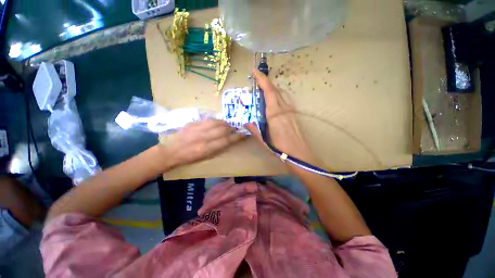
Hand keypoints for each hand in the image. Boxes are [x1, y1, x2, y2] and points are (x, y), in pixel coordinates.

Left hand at [162, 119, 243, 167]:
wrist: (172, 152)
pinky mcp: (192, 123)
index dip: (236, 137)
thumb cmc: (190, 158)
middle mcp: (203, 138)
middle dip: (232, 128)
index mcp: (207, 149)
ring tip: (227, 124)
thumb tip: (229, 140)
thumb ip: (218, 148)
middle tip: (235, 128)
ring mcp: (197, 129)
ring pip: (216, 122)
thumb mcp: (206, 157)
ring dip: (224, 123)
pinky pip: (208, 120)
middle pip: (223, 129)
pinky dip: (215, 121)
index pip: (226, 140)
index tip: (243, 134)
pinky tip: (217, 122)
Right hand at [245, 69, 318, 164]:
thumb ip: (254, 130)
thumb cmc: (280, 149)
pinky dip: (277, 96)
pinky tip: (272, 103)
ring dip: (271, 89)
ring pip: (281, 94)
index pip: (269, 91)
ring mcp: (291, 110)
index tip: (255, 71)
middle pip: (275, 90)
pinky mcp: (294, 114)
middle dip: (265, 83)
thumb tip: (246, 122)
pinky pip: (284, 100)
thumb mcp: (264, 141)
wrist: (300, 155)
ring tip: (262, 93)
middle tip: (255, 84)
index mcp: (275, 114)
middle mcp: (284, 109)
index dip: (262, 79)